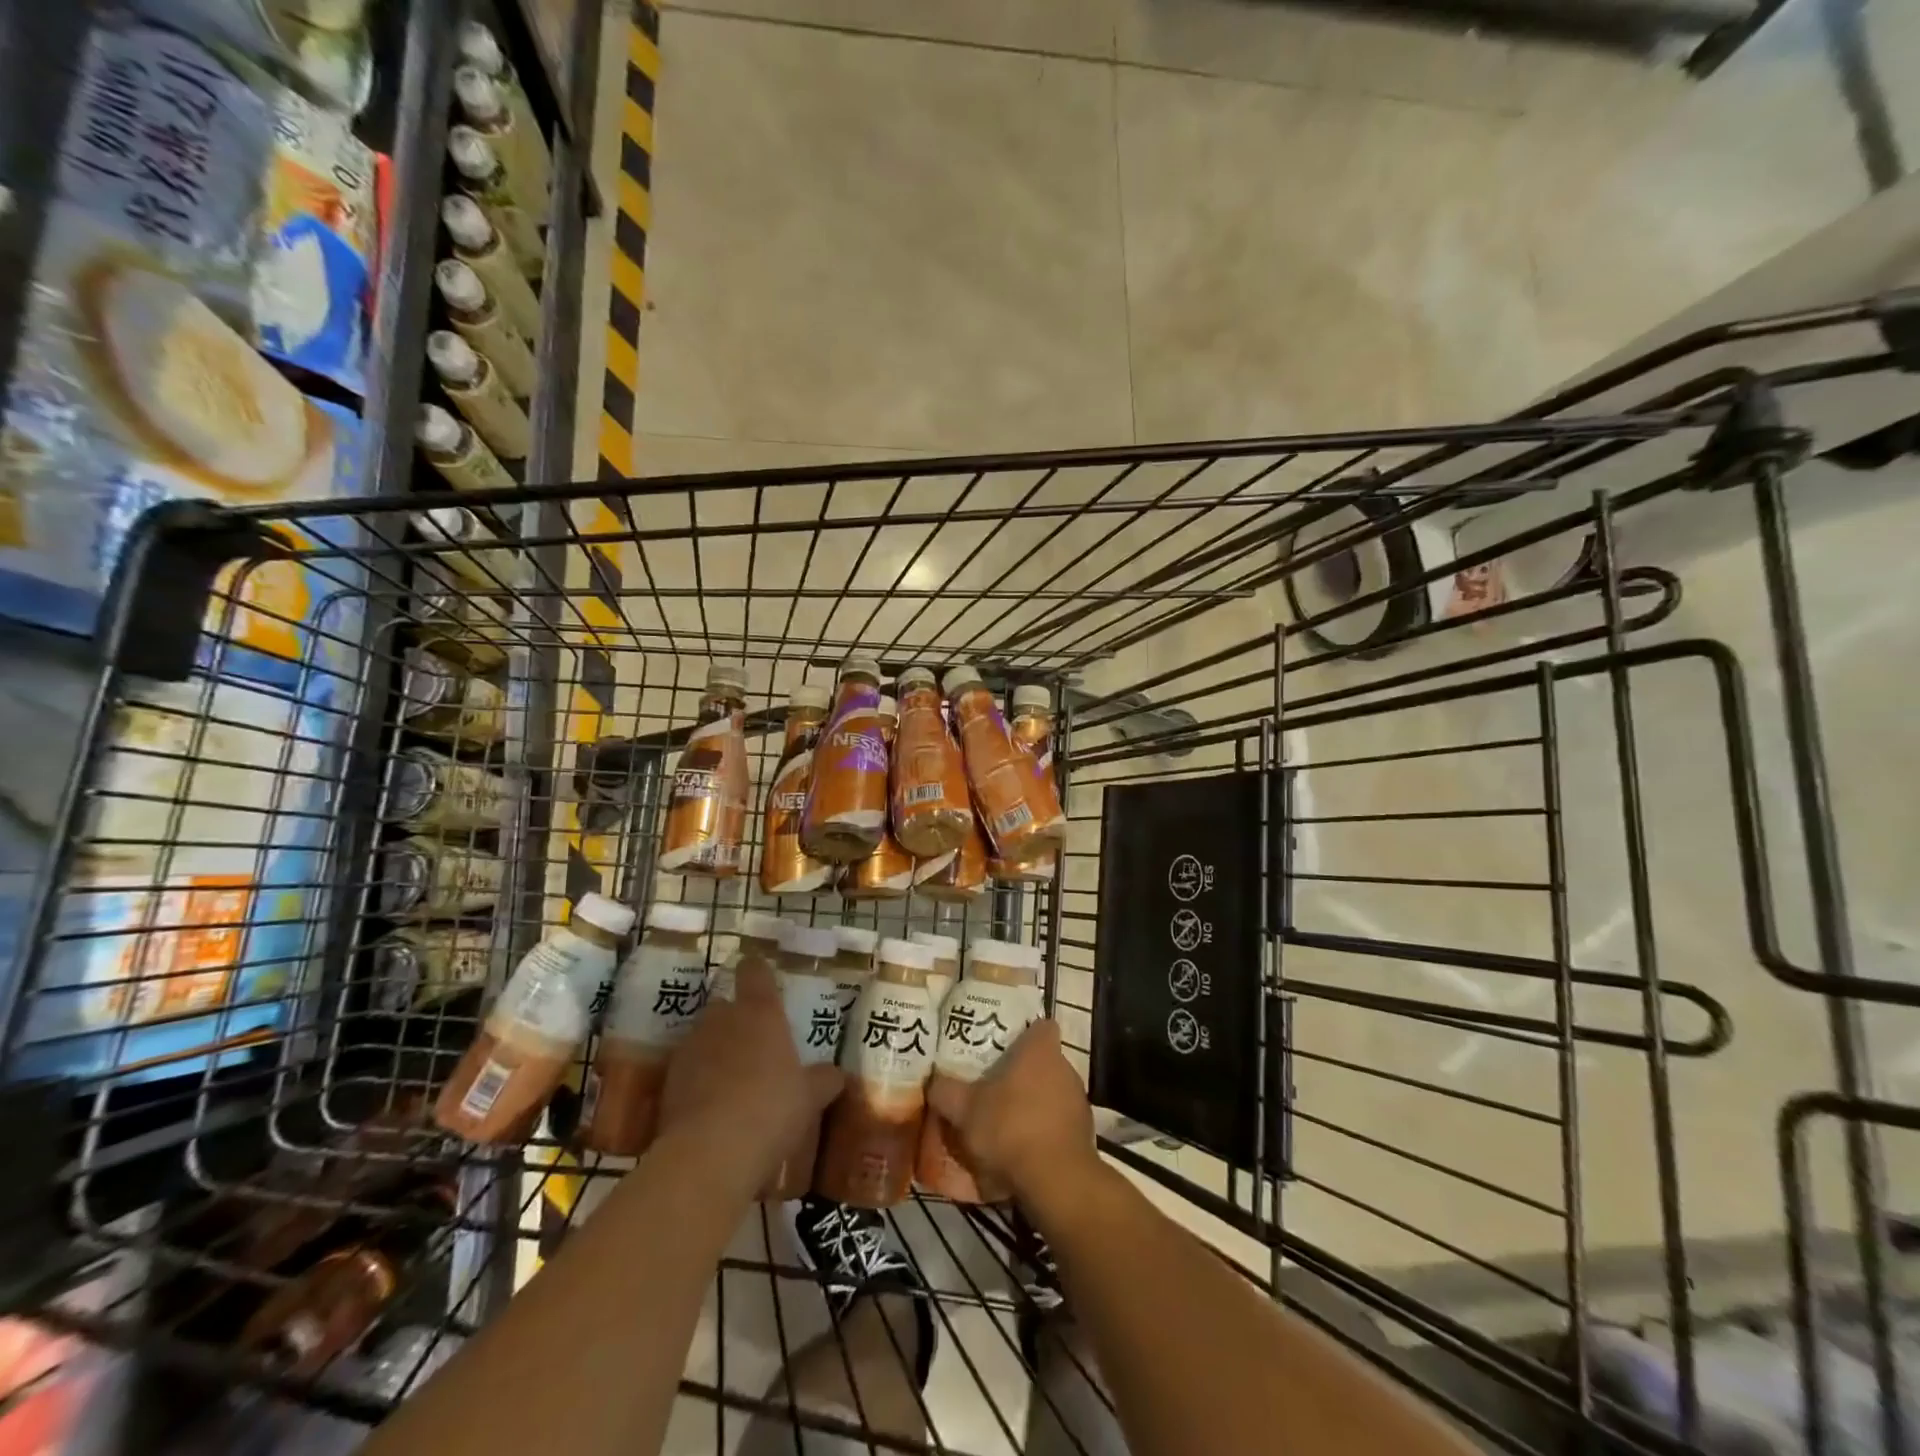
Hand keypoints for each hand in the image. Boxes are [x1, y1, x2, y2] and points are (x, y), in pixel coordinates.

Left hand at [654, 963, 843, 1199]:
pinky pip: (687, 1070)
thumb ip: (823, 1080)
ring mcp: (691, 1048)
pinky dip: (697, 1081)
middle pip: (724, 1004)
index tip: (764, 981)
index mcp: (760, 1011)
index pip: (754, 971)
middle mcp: (722, 1019)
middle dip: (736, 1019)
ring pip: (704, 1037)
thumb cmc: (771, 1109)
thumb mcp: (810, 1097)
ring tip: (732, 1082)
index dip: (758, 972)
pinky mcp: (668, 1081)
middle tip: (755, 1045)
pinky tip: (711, 1108)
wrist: (709, 1153)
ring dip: (715, 1051)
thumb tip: (836, 1074)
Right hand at [927, 1019, 1097, 1212]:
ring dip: (1034, 1102)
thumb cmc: (1010, 1128)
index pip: (1040, 1025)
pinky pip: (1060, 1122)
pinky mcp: (1084, 1132)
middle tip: (994, 1085)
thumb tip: (933, 1081)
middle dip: (1022, 1071)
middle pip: (1043, 1060)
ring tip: (1006, 1120)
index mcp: (1040, 1050)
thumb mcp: (964, 1110)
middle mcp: (1065, 1067)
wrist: (1056, 1181)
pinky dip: (1044, 1130)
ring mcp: (1078, 1100)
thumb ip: (945, 1091)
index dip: (1024, 1032)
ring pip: (1052, 1091)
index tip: (1003, 1045)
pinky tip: (1023, 1148)